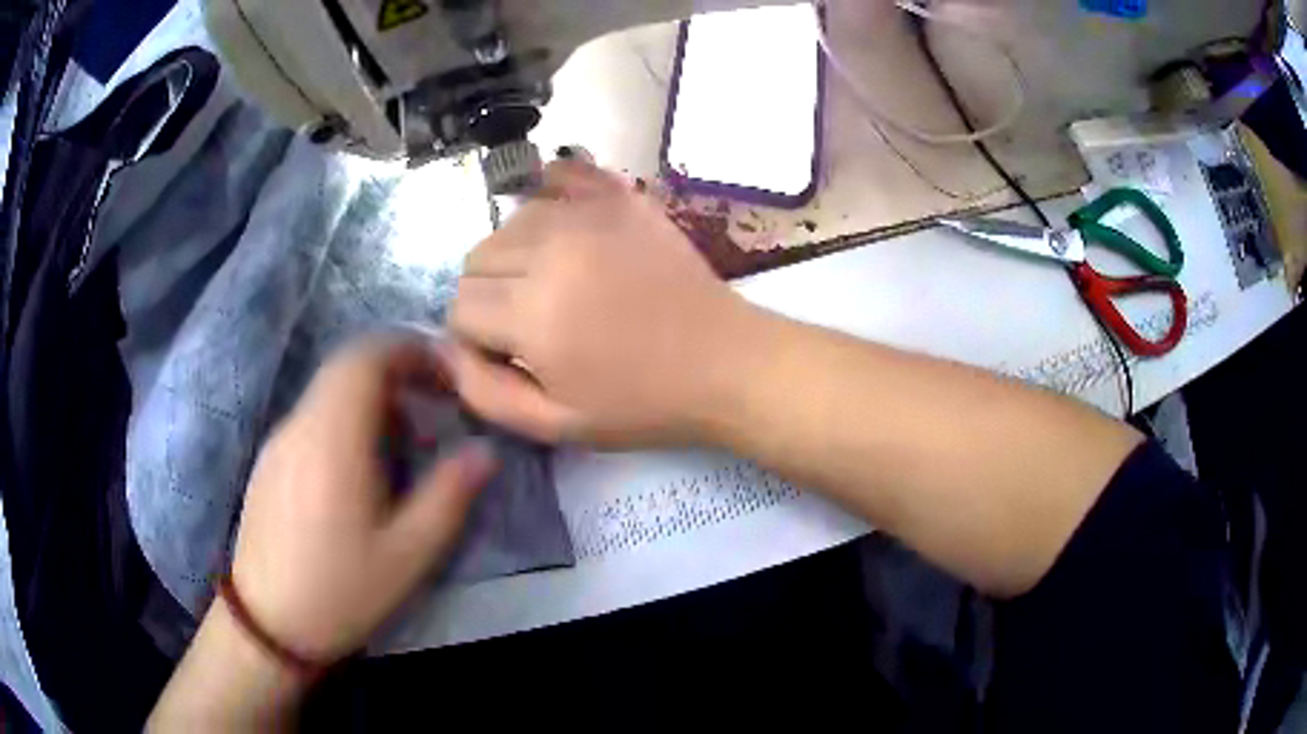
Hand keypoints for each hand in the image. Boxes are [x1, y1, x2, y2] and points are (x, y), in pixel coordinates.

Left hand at [230, 337, 496, 662]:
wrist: (268, 623)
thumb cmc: (341, 590)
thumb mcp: (409, 554)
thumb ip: (449, 495)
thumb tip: (485, 451)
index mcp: (334, 437)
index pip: (366, 356)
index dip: (410, 349)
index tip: (447, 373)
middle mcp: (301, 425)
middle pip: (346, 366)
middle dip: (396, 370)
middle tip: (434, 404)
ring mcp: (279, 441)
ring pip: (328, 391)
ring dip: (371, 398)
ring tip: (404, 444)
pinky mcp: (270, 462)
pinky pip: (313, 418)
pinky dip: (346, 420)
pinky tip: (360, 472)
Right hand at [448, 161, 753, 446]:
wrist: (724, 362)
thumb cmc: (642, 403)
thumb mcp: (555, 425)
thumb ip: (485, 393)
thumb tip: (447, 350)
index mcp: (533, 315)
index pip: (460, 308)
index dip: (475, 337)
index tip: (507, 352)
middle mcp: (551, 251)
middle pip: (476, 259)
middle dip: (489, 295)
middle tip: (530, 320)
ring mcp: (588, 214)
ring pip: (509, 222)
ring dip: (515, 254)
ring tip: (552, 281)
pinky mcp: (620, 196)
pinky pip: (559, 175)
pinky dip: (548, 196)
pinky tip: (562, 225)